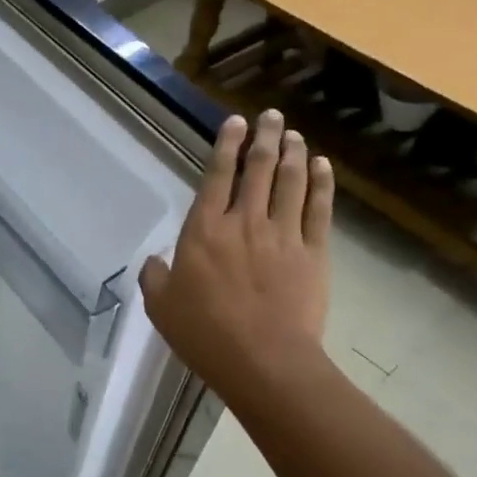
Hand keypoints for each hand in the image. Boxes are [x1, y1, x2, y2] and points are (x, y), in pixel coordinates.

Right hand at [138, 110, 333, 410]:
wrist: (263, 361)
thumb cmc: (205, 333)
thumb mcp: (161, 307)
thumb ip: (155, 277)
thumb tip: (155, 260)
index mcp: (205, 230)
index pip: (216, 175)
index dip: (227, 145)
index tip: (235, 122)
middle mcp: (245, 221)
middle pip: (258, 168)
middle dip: (264, 137)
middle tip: (271, 116)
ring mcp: (283, 234)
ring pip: (290, 182)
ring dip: (292, 152)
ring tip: (293, 133)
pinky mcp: (313, 253)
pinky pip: (319, 209)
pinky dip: (320, 183)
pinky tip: (321, 165)